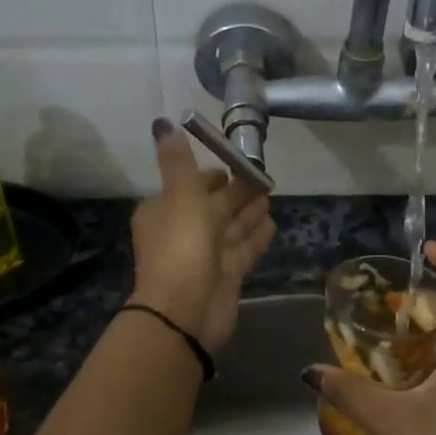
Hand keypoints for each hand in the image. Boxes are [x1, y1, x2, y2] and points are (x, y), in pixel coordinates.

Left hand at [129, 119, 274, 353]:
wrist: (186, 311)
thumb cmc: (181, 246)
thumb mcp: (180, 195)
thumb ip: (177, 161)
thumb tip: (163, 123)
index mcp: (164, 211)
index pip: (190, 186)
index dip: (211, 175)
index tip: (234, 163)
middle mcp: (182, 232)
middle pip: (214, 206)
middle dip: (237, 192)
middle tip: (263, 176)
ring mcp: (205, 257)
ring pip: (230, 228)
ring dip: (249, 212)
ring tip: (270, 194)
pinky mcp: (225, 277)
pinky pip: (243, 250)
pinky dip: (256, 236)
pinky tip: (272, 224)